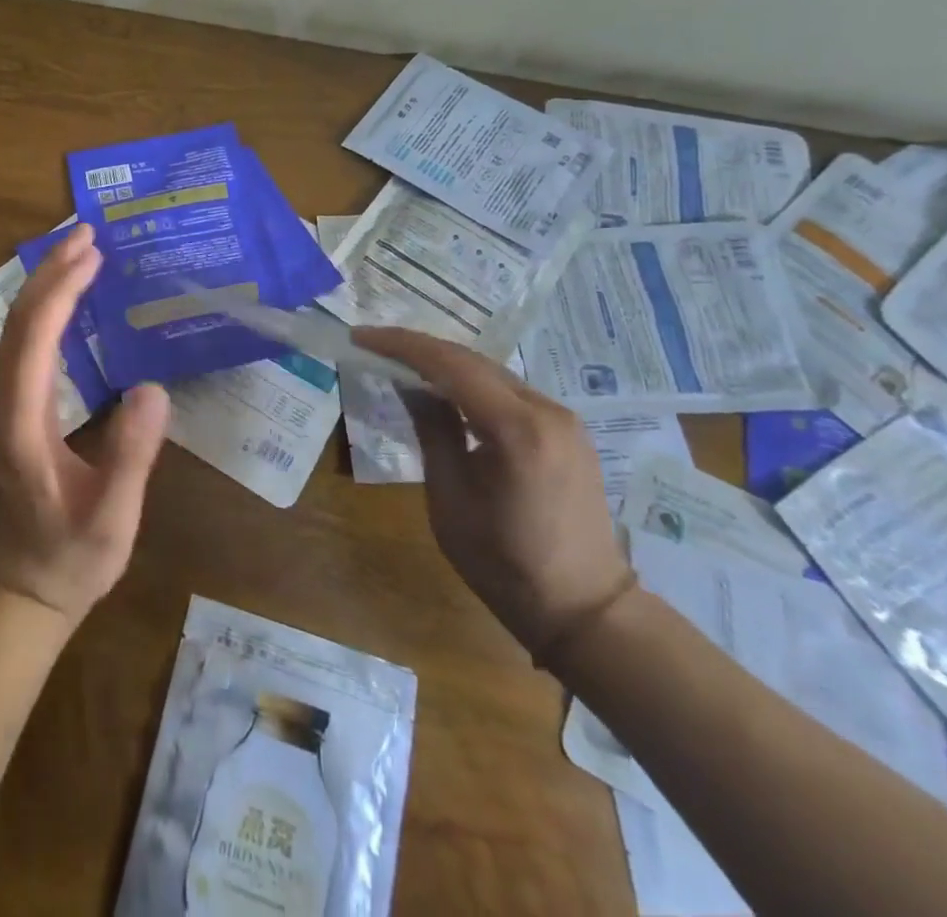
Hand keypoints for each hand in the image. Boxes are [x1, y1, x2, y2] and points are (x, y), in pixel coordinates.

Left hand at [0, 223, 170, 625]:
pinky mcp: (13, 410)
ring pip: (15, 330)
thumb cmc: (71, 557)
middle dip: (50, 272)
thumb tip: (153, 388)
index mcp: (21, 424)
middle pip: (17, 322)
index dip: (61, 290)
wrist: (25, 590)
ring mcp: (3, 406)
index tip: (92, 253)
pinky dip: (46, 311)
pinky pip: (24, 345)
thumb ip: (130, 457)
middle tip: (87, 233)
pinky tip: (71, 301)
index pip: (34, 339)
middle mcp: (2, 404)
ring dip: (45, 286)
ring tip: (80, 252)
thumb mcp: (111, 517)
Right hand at [354, 328, 632, 659]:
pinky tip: (446, 392)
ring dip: (446, 365)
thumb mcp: (450, 497)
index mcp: (516, 429)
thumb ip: (432, 430)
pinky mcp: (568, 431)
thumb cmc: (504, 562)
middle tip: (375, 346)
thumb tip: (409, 385)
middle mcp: (546, 410)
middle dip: (420, 349)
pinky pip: (510, 392)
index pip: (450, 364)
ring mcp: (564, 419)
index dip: (401, 345)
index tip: (362, 337)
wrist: (585, 609)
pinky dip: (472, 384)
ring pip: (492, 373)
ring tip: (402, 364)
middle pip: (473, 361)